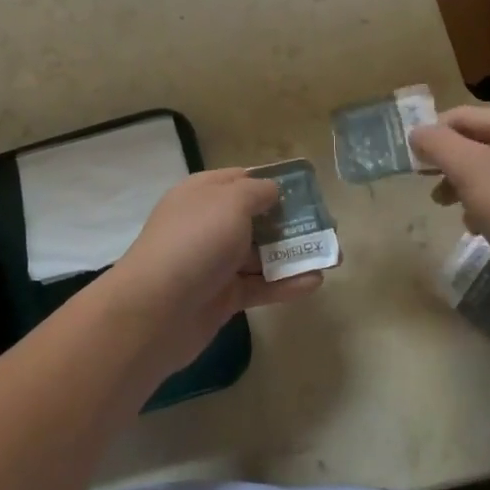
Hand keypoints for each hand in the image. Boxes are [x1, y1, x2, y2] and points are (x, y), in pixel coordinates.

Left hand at [102, 169, 322, 375]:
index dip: (273, 182)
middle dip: (291, 222)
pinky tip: (315, 282)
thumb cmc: (195, 241)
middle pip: (256, 218)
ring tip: (333, 257)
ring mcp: (215, 262)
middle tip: (328, 227)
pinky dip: (285, 284)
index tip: (307, 190)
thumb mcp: (230, 202)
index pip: (242, 179)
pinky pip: (260, 286)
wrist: (155, 309)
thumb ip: (257, 192)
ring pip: (261, 254)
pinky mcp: (222, 297)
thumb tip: (272, 191)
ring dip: (294, 254)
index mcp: (203, 193)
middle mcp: (208, 223)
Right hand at [409, 106, 489, 323]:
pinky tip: (476, 229)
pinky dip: (484, 208)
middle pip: (477, 143)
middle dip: (448, 162)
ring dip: (462, 186)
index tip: (412, 162)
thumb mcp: (472, 171)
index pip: (465, 116)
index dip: (434, 133)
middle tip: (426, 185)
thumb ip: (439, 144)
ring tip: (447, 208)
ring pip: (489, 173)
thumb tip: (416, 132)